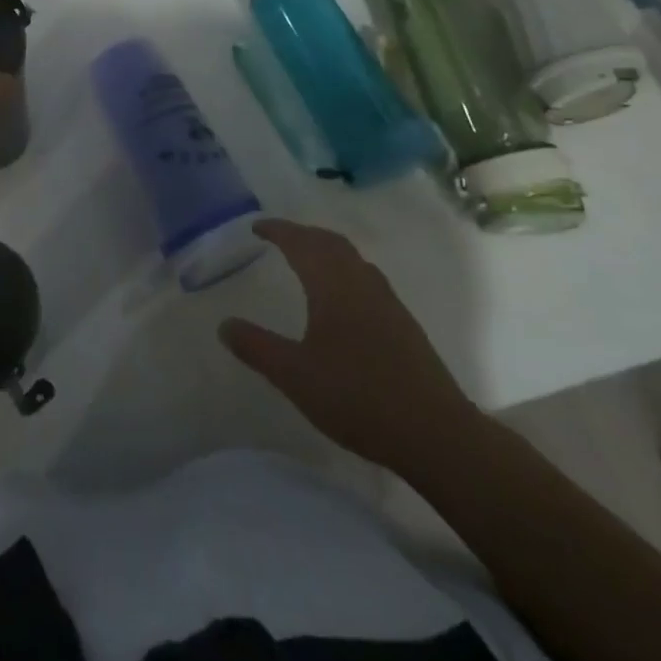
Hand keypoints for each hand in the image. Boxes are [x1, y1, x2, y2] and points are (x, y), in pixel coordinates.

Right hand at [220, 219, 482, 474]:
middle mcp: (362, 283)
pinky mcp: (404, 325)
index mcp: (333, 286)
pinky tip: (341, 299)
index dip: (278, 230)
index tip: (257, 226)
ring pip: (353, 259)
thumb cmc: (358, 397)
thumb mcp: (295, 375)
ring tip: (306, 260)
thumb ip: (257, 347)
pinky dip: (344, 271)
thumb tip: (224, 324)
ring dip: (326, 250)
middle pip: (330, 243)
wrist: (436, 434)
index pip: (301, 243)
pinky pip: (366, 279)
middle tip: (279, 237)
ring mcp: (388, 303)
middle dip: (302, 234)